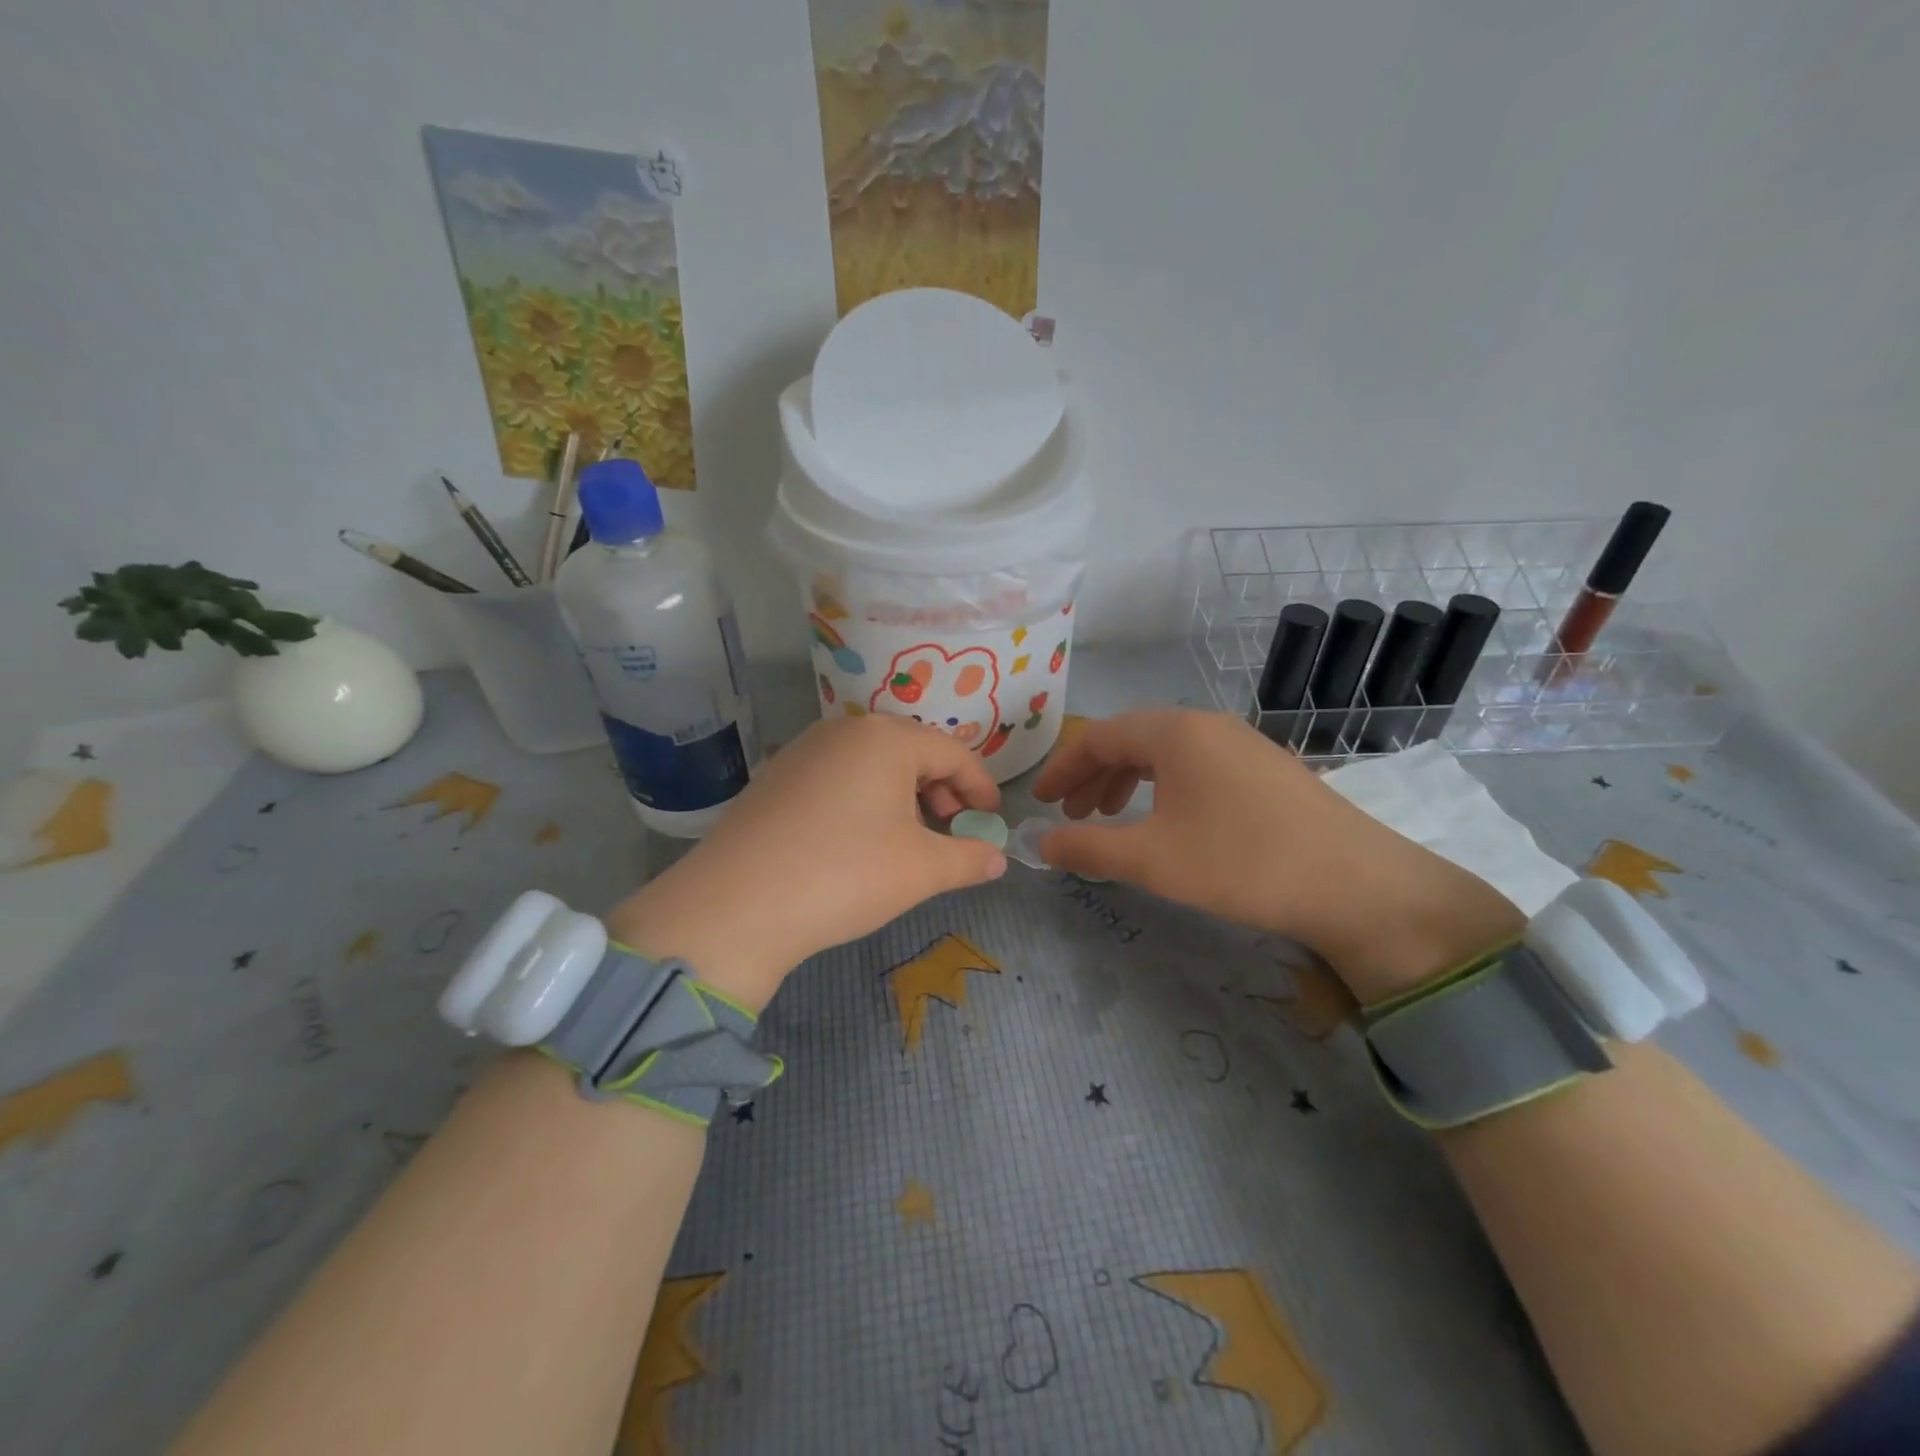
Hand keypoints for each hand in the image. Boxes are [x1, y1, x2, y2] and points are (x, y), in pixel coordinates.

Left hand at [604, 714, 1005, 1010]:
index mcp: (886, 738)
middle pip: (911, 750)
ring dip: (903, 793)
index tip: (992, 818)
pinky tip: (859, 838)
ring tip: (908, 836)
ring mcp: (804, 749)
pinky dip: (864, 798)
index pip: (952, 752)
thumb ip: (969, 859)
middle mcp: (844, 729)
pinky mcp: (776, 775)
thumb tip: (998, 859)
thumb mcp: (921, 870)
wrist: (737, 904)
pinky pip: (838, 775)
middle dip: (941, 788)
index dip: (980, 786)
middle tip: (951, 827)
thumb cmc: (845, 875)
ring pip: (872, 762)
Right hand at [1032, 710, 1522, 1001]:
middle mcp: (1206, 725)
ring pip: (1166, 752)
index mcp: (1174, 732)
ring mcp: (1242, 743)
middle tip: (1073, 815)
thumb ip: (1088, 847)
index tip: (1038, 801)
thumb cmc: (1240, 863)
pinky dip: (1165, 787)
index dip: (1062, 768)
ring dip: (1128, 780)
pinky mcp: (1266, 767)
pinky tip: (1168, 820)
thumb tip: (1040, 842)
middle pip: (1131, 739)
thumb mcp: (1152, 860)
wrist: (1354, 883)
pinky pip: (1196, 765)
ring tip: (1112, 817)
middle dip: (1093, 775)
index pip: (1099, 737)